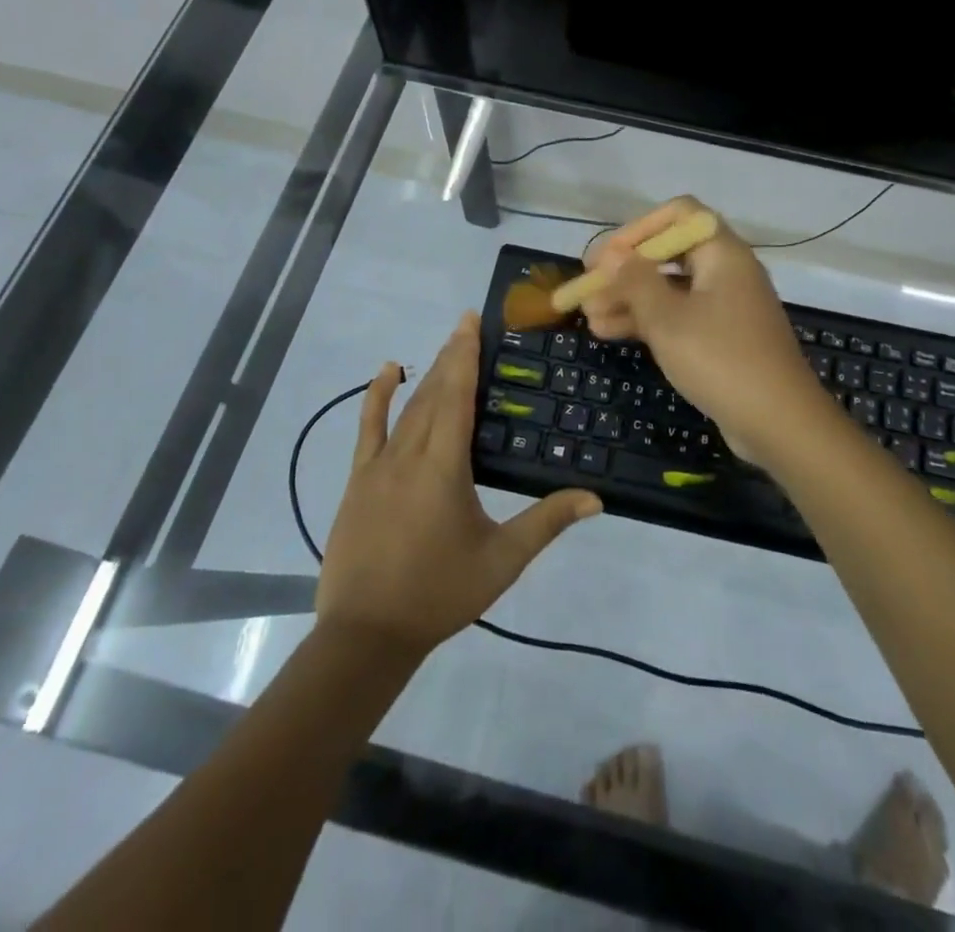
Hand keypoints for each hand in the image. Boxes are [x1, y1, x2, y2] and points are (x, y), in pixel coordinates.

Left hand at [315, 313, 601, 655]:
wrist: (366, 634)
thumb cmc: (439, 593)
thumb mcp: (501, 560)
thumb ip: (547, 523)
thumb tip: (596, 498)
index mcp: (444, 466)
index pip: (457, 396)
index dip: (465, 355)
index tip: (471, 321)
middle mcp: (410, 454)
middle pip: (433, 393)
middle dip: (451, 356)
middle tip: (467, 325)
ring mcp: (378, 465)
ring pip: (406, 407)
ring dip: (426, 373)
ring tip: (445, 345)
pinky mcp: (358, 480)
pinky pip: (368, 428)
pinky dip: (376, 397)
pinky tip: (387, 373)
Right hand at [580, 197, 837, 468]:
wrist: (780, 423)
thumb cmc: (721, 359)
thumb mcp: (667, 319)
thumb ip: (635, 281)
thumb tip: (612, 254)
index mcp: (722, 253)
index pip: (679, 215)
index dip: (638, 229)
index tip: (605, 257)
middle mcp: (726, 271)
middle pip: (669, 254)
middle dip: (626, 270)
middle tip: (588, 289)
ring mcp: (725, 306)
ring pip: (669, 289)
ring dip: (629, 299)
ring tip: (589, 316)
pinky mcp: (722, 337)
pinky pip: (679, 316)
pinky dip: (648, 321)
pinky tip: (609, 333)